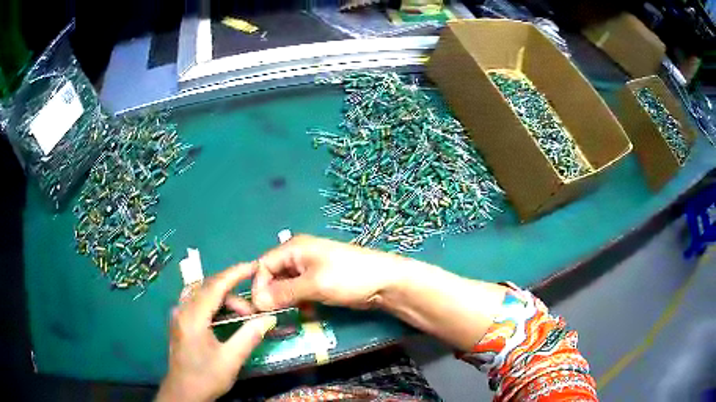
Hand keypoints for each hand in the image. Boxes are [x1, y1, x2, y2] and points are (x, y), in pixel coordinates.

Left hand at [157, 263, 276, 401]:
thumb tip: (269, 318)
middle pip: (208, 288)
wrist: (184, 393)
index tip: (255, 265)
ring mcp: (178, 314)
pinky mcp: (179, 321)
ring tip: (243, 317)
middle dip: (233, 294)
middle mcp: (182, 310)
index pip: (215, 286)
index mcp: (192, 317)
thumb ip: (249, 336)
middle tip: (254, 312)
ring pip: (202, 294)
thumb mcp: (231, 360)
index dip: (235, 273)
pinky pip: (197, 302)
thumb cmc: (206, 377)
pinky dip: (214, 304)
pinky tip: (225, 317)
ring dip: (224, 300)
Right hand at [251, 234, 420, 310]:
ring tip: (287, 316)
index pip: (263, 265)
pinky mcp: (319, 281)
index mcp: (293, 248)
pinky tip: (304, 313)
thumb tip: (257, 301)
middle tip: (271, 316)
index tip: (260, 308)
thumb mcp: (313, 285)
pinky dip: (298, 302)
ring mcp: (309, 269)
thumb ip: (283, 292)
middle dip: (271, 295)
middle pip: (273, 275)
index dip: (259, 286)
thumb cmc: (348, 277)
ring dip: (284, 301)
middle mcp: (298, 256)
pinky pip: (299, 291)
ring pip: (286, 285)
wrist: (384, 282)